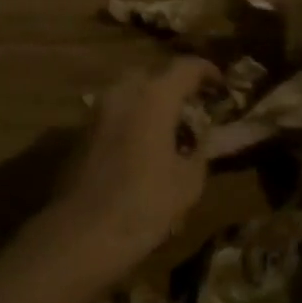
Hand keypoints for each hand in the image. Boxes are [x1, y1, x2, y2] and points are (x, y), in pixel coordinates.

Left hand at [52, 58, 217, 279]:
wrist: (80, 235)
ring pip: (130, 92)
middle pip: (154, 75)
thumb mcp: (188, 183)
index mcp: (154, 96)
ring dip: (151, 102)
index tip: (221, 85)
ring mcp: (98, 110)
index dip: (207, 71)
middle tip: (193, 108)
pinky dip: (132, 118)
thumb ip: (199, 151)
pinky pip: (114, 112)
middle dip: (175, 86)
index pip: (186, 67)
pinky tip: (142, 145)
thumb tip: (201, 140)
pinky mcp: (81, 131)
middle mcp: (123, 92)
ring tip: (169, 128)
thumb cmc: (143, 205)